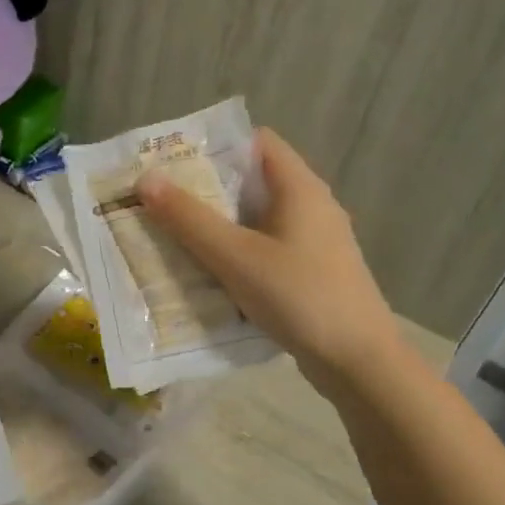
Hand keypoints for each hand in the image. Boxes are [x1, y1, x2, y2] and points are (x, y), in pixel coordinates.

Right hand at [136, 127, 401, 388]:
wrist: (359, 362)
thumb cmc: (299, 297)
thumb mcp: (235, 256)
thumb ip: (189, 218)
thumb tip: (145, 179)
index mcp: (300, 188)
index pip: (256, 141)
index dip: (215, 144)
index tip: (173, 161)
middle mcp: (312, 205)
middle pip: (253, 180)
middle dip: (207, 187)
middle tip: (161, 199)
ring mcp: (315, 241)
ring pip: (258, 217)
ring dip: (219, 223)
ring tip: (174, 233)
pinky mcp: (312, 271)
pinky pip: (266, 247)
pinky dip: (237, 251)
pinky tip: (209, 271)